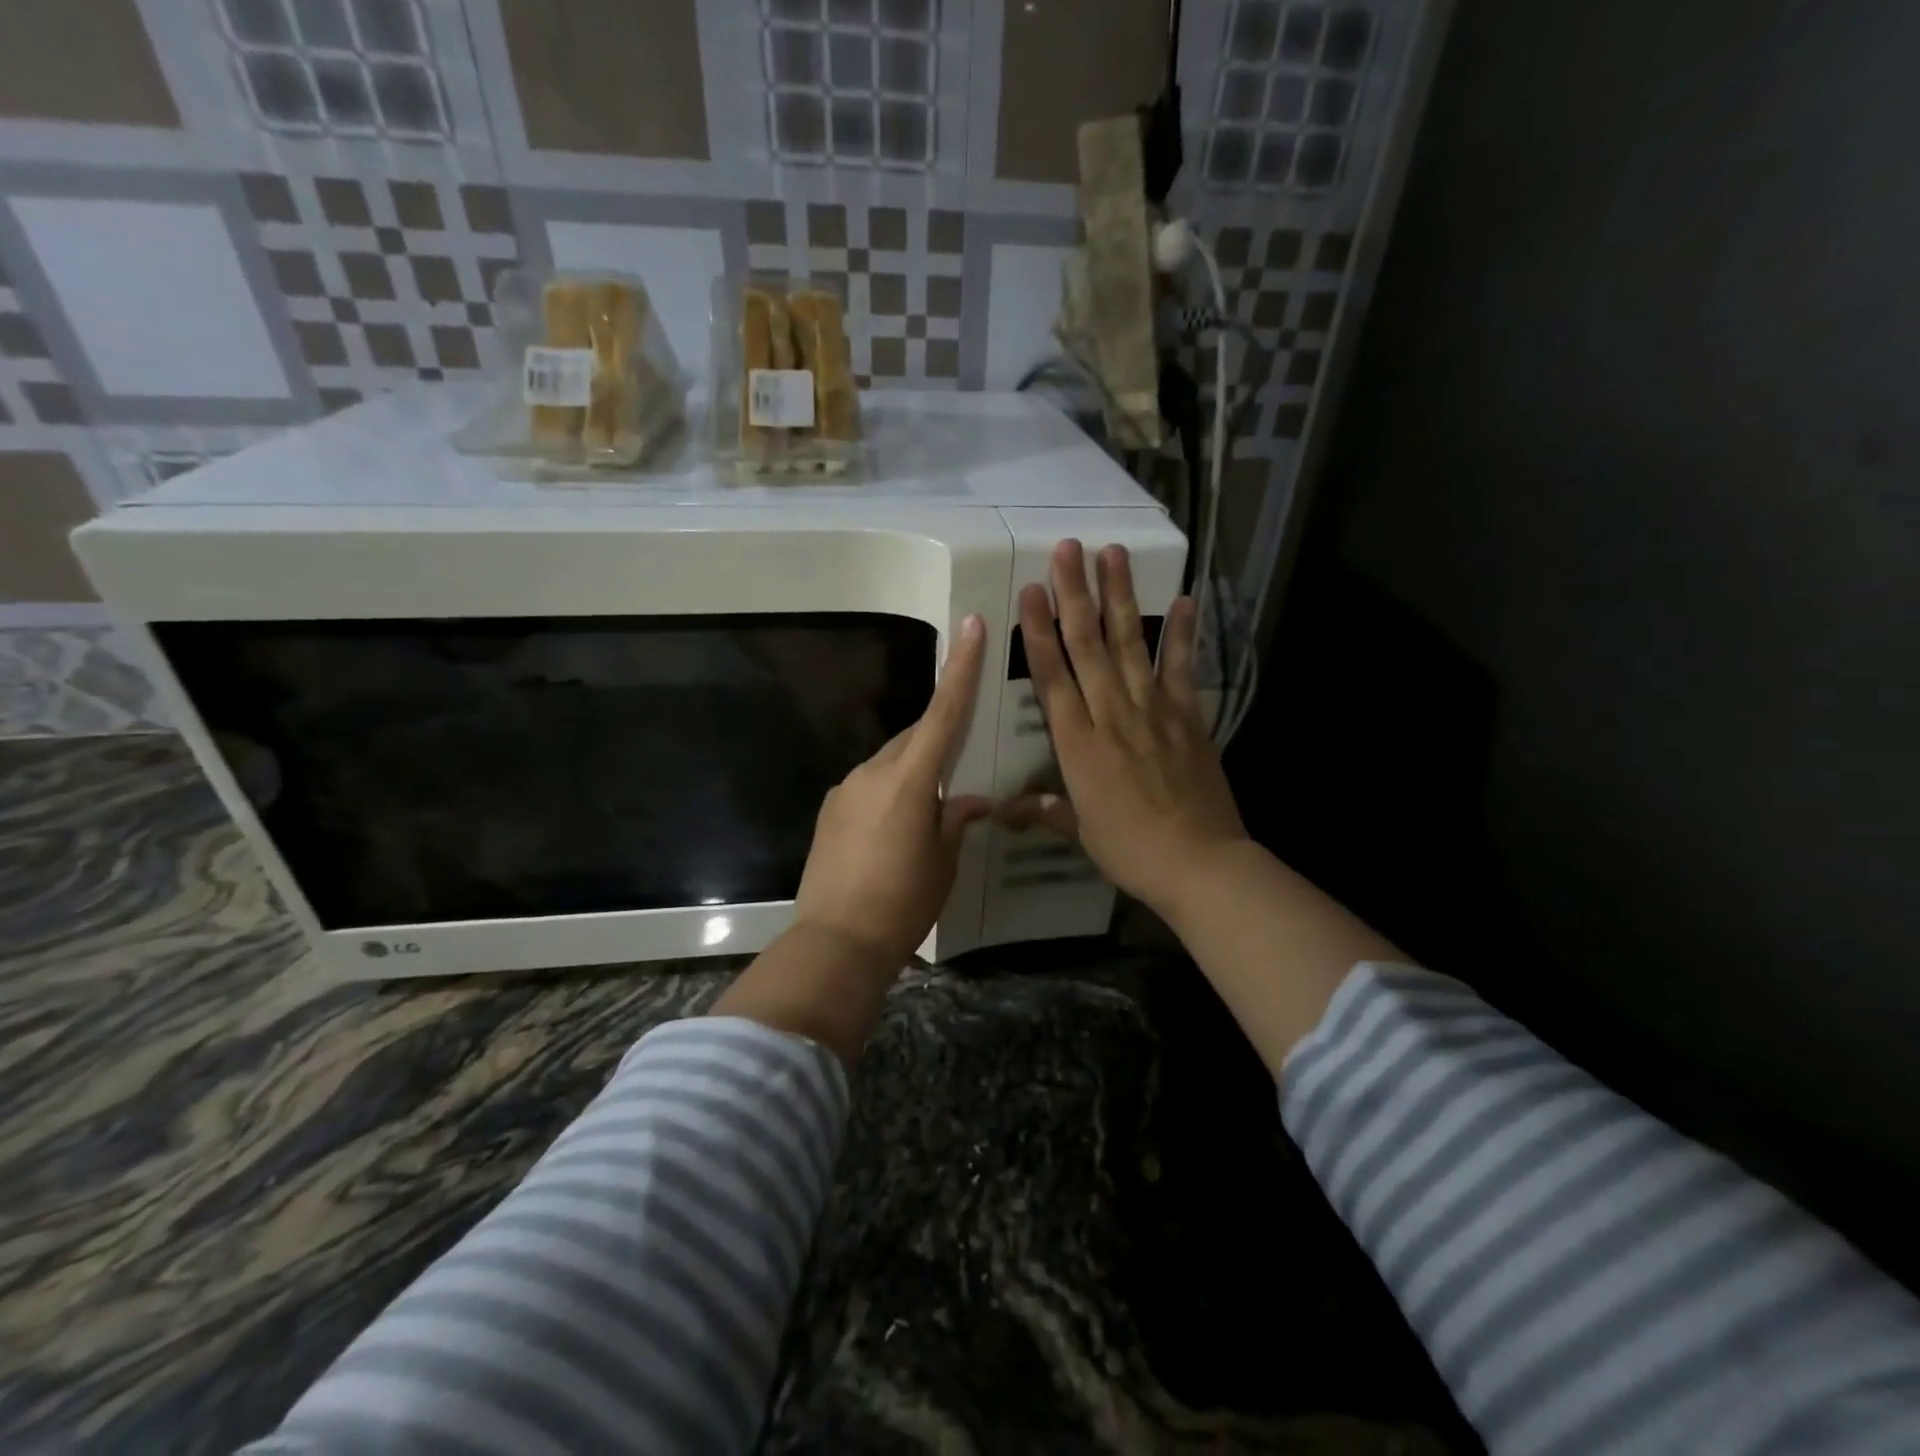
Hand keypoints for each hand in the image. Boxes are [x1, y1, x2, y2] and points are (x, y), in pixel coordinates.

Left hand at [792, 613, 991, 968]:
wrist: (836, 942)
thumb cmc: (903, 902)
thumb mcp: (943, 862)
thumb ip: (955, 821)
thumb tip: (968, 801)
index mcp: (909, 780)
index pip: (943, 713)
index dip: (960, 669)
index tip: (969, 626)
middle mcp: (873, 772)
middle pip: (914, 738)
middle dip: (938, 740)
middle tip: (962, 762)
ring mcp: (846, 789)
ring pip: (890, 762)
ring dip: (912, 772)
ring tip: (929, 810)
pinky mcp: (831, 810)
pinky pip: (869, 786)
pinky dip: (889, 792)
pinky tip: (896, 829)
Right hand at [1002, 541, 1248, 919]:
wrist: (1199, 863)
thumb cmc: (1131, 849)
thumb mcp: (1080, 832)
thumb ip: (1046, 810)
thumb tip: (1005, 811)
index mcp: (1078, 744)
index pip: (1052, 676)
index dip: (1039, 631)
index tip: (1030, 590)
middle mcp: (1112, 715)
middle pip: (1088, 646)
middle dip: (1075, 594)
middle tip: (1067, 549)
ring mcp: (1154, 711)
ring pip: (1131, 644)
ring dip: (1120, 597)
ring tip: (1112, 554)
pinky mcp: (1188, 716)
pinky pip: (1183, 668)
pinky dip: (1184, 633)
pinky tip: (1184, 599)